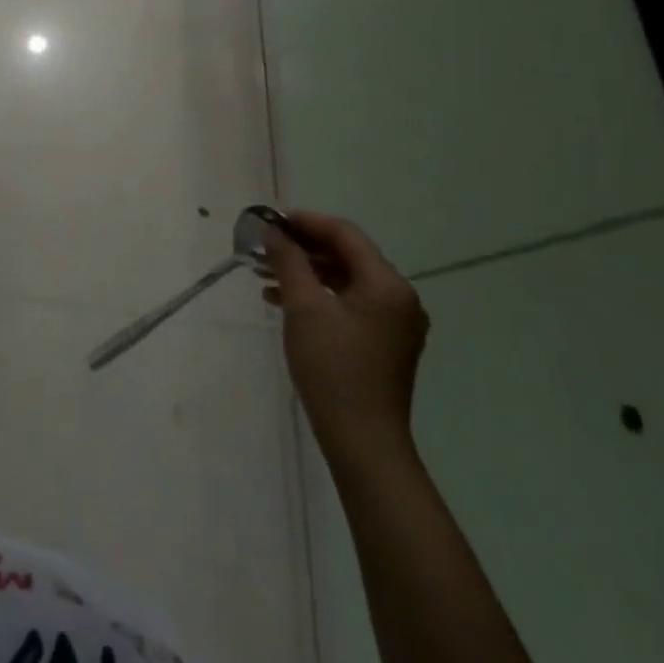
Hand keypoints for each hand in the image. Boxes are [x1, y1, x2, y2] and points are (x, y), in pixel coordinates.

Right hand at [264, 211, 427, 468]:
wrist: (363, 441)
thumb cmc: (333, 367)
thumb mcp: (303, 306)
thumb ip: (289, 260)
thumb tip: (273, 230)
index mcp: (387, 284)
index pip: (345, 234)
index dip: (306, 221)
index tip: (270, 221)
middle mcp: (399, 298)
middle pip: (347, 254)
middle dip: (303, 247)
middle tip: (264, 246)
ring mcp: (395, 323)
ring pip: (345, 279)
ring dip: (306, 271)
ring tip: (265, 274)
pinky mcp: (384, 343)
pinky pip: (349, 302)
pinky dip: (318, 295)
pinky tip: (283, 301)